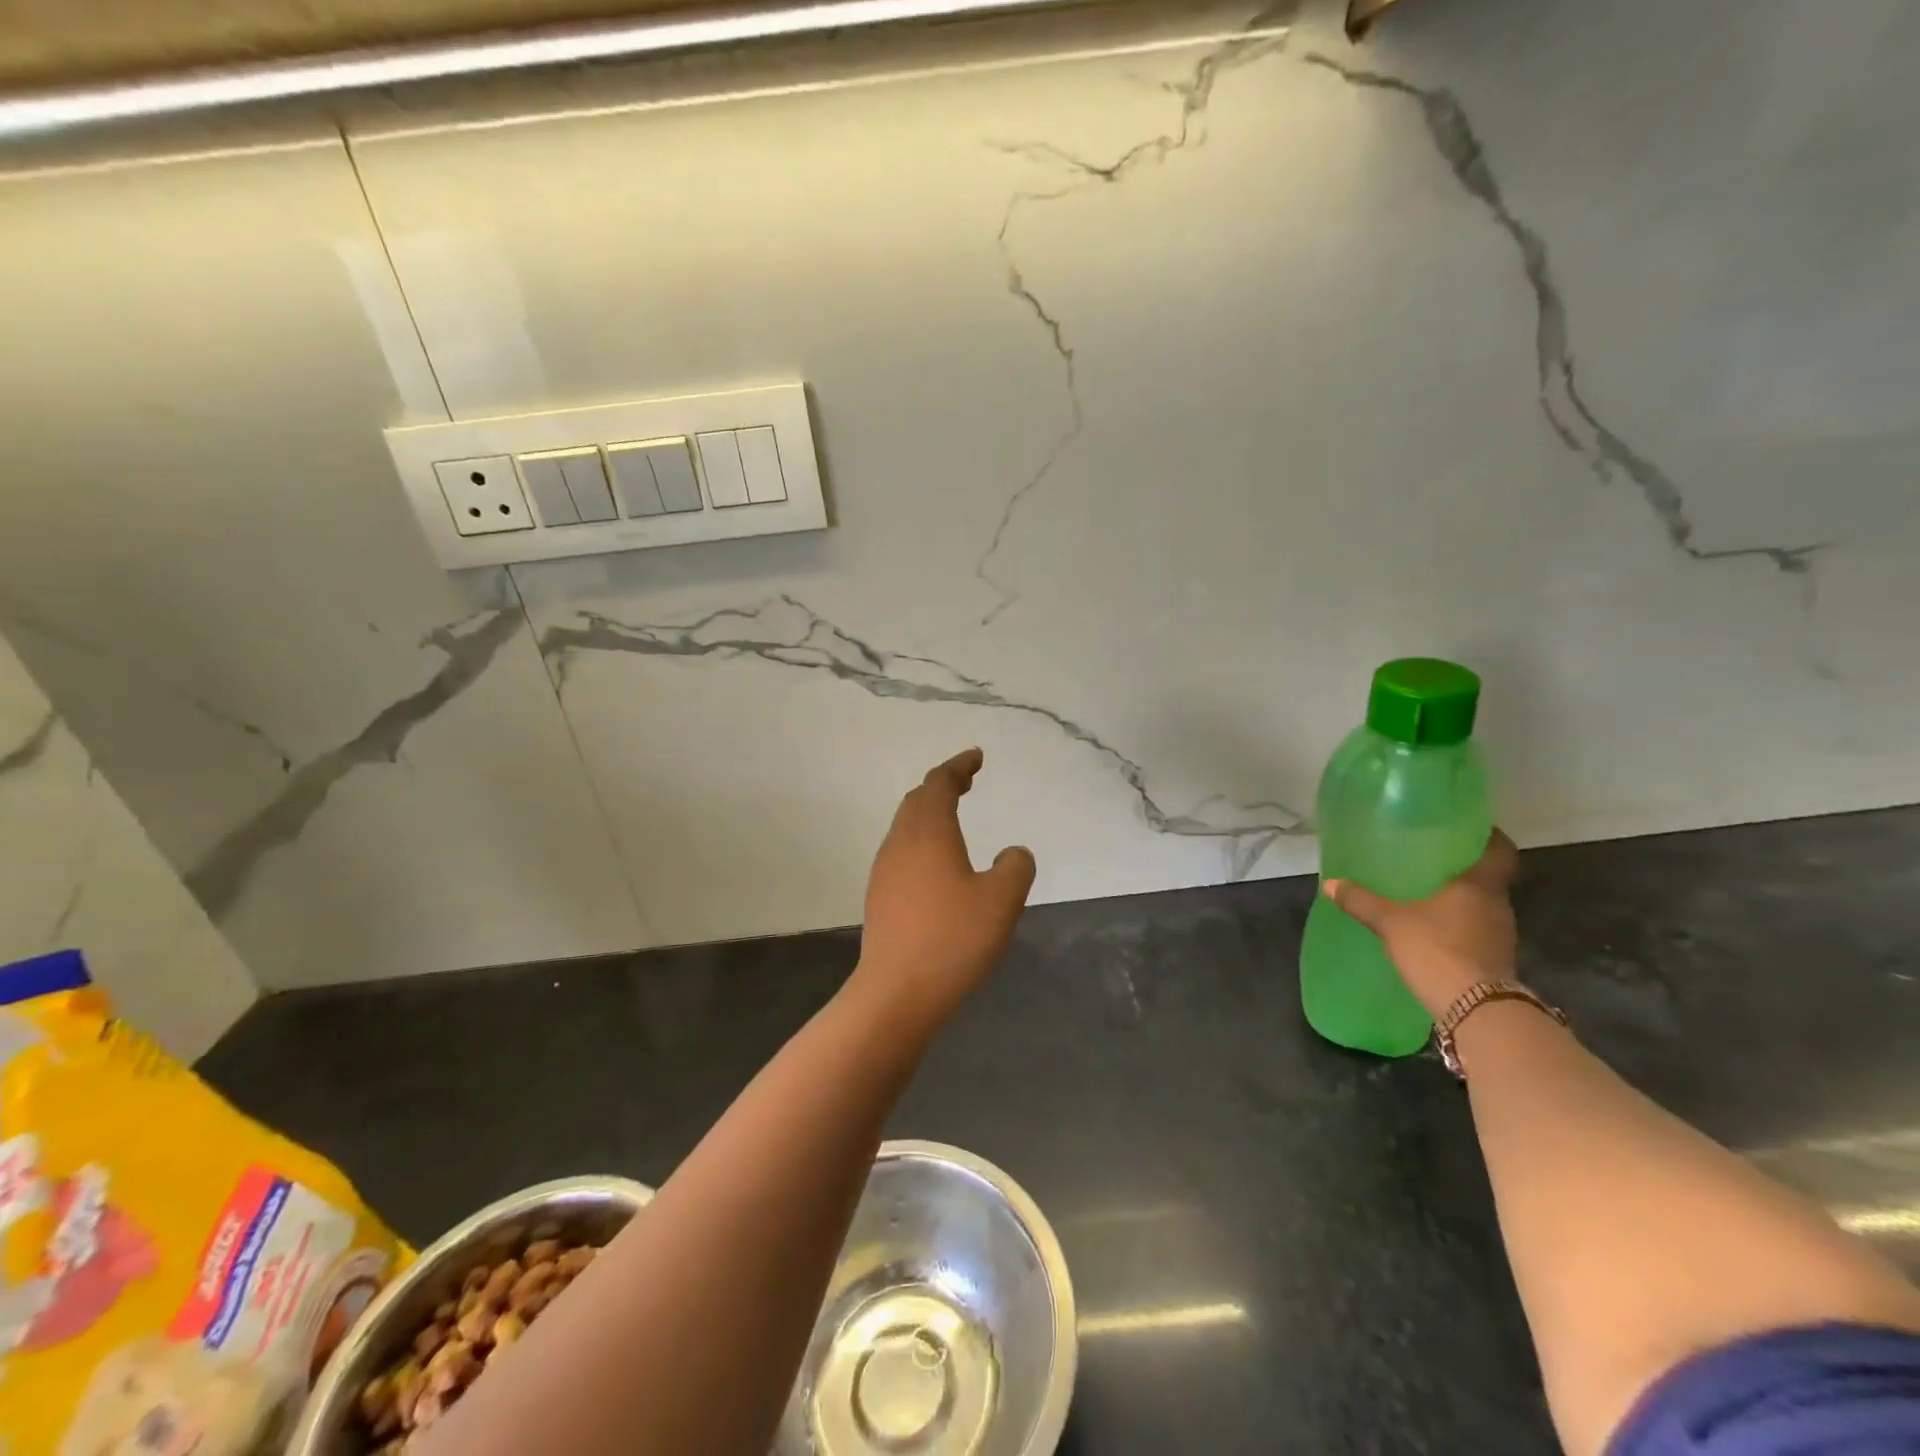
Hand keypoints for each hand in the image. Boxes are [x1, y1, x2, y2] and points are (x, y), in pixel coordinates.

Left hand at [854, 749, 1036, 1025]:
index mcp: (929, 834)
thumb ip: (1015, 868)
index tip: (977, 757)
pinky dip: (922, 839)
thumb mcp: (1001, 901)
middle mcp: (901, 843)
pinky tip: (937, 863)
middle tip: (967, 781)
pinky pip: (902, 850)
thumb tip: (1014, 853)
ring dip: (929, 812)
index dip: (959, 766)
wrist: (896, 993)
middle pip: (918, 799)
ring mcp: (885, 870)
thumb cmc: (953, 939)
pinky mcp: (880, 897)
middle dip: (942, 784)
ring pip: (906, 825)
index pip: (940, 784)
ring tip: (953, 815)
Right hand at [1323, 830, 1519, 1017]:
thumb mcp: (1390, 922)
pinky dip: (1457, 922)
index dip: (1487, 835)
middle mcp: (1496, 904)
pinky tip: (1431, 926)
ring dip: (1459, 897)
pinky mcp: (1494, 958)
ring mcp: (1500, 933)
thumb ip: (1361, 900)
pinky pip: (1476, 928)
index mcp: (1479, 884)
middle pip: (1486, 876)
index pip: (1499, 849)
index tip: (1465, 827)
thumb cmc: (1437, 949)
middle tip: (1429, 857)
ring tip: (1425, 891)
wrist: (1477, 1010)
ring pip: (1480, 903)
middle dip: (1461, 867)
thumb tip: (1330, 883)